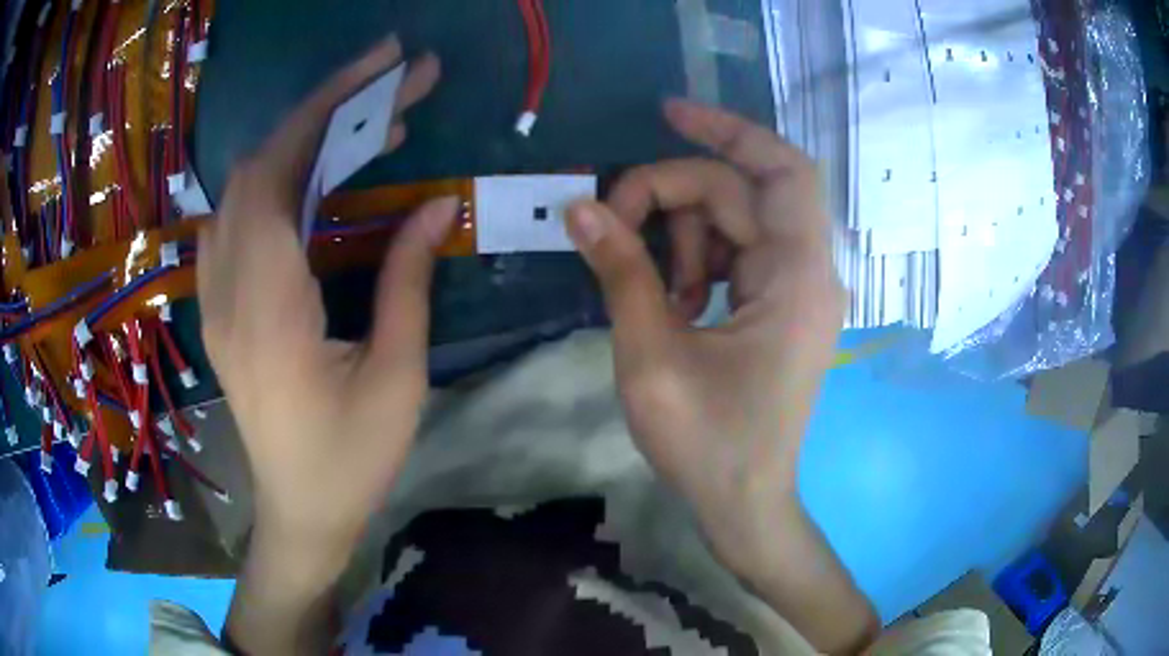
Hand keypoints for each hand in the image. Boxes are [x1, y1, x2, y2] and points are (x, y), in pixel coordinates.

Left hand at [199, 37, 448, 575]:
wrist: (298, 512)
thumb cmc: (350, 460)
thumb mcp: (396, 377)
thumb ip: (406, 281)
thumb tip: (437, 205)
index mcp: (268, 308)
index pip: (280, 171)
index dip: (328, 107)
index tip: (385, 65)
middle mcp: (228, 290)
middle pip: (257, 167)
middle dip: (322, 110)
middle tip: (389, 85)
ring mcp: (216, 298)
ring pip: (241, 189)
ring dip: (299, 142)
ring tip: (363, 127)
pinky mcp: (220, 306)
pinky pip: (234, 219)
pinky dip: (274, 178)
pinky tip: (312, 179)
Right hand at [567, 101, 875, 652]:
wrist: (745, 504)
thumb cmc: (706, 444)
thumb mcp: (652, 356)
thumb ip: (619, 272)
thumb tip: (579, 207)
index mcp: (797, 278)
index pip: (780, 169)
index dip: (728, 130)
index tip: (667, 114)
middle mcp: (807, 272)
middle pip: (739, 193)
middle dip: (672, 197)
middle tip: (614, 229)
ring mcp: (795, 290)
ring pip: (733, 221)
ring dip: (681, 238)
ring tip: (655, 295)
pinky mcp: (779, 307)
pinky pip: (735, 254)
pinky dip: (696, 262)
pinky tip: (673, 302)